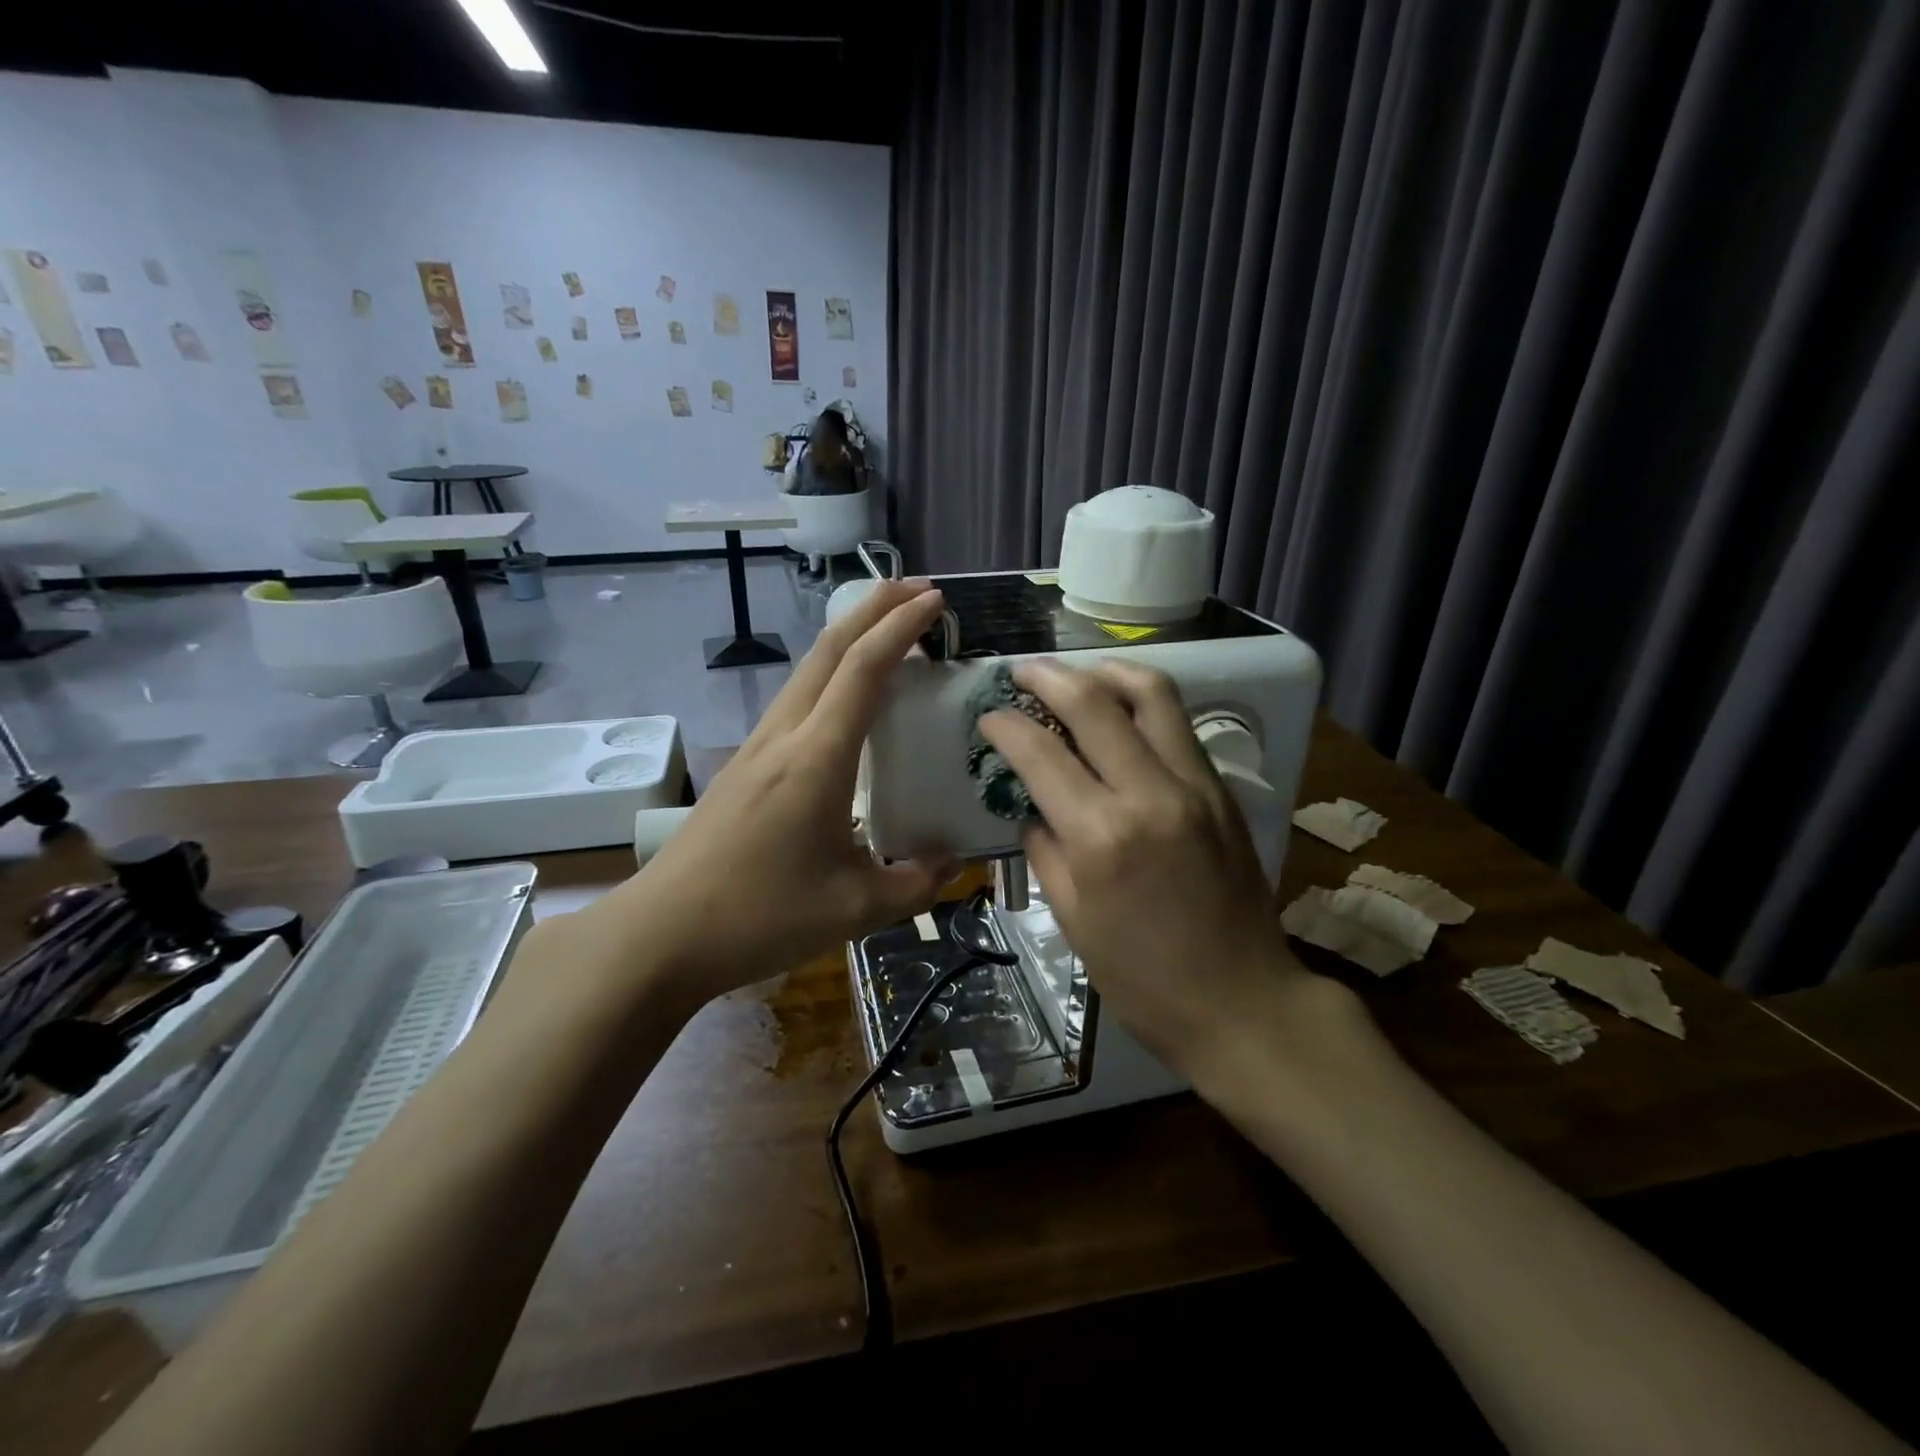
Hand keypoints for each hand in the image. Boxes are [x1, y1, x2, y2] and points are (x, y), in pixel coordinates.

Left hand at [592, 580, 953, 1006]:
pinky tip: (844, 702)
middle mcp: (784, 737)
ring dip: (848, 639)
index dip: (901, 626)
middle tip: (917, 591)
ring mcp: (756, 748)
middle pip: (828, 649)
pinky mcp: (742, 768)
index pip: (863, 669)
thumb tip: (954, 863)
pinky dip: (829, 676)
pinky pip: (794, 701)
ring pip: (806, 671)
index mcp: (817, 758)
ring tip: (887, 634)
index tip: (935, 600)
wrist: (661, 935)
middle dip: (873, 608)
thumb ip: (916, 883)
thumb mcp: (855, 908)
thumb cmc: (760, 916)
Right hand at [978, 659, 1350, 1072]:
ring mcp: (1195, 785)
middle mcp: (1150, 794)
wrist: (1243, 1002)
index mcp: (1102, 837)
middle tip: (1021, 673)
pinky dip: (1143, 703)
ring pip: (1151, 694)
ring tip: (1078, 675)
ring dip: (1105, 672)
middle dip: (1048, 677)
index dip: (1006, 725)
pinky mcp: (1221, 790)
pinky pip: (1178, 725)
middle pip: (1094, 702)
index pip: (1041, 753)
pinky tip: (1120, 713)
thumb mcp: (1072, 920)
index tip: (988, 716)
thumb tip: (1032, 807)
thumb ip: (1046, 849)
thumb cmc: (1143, 978)